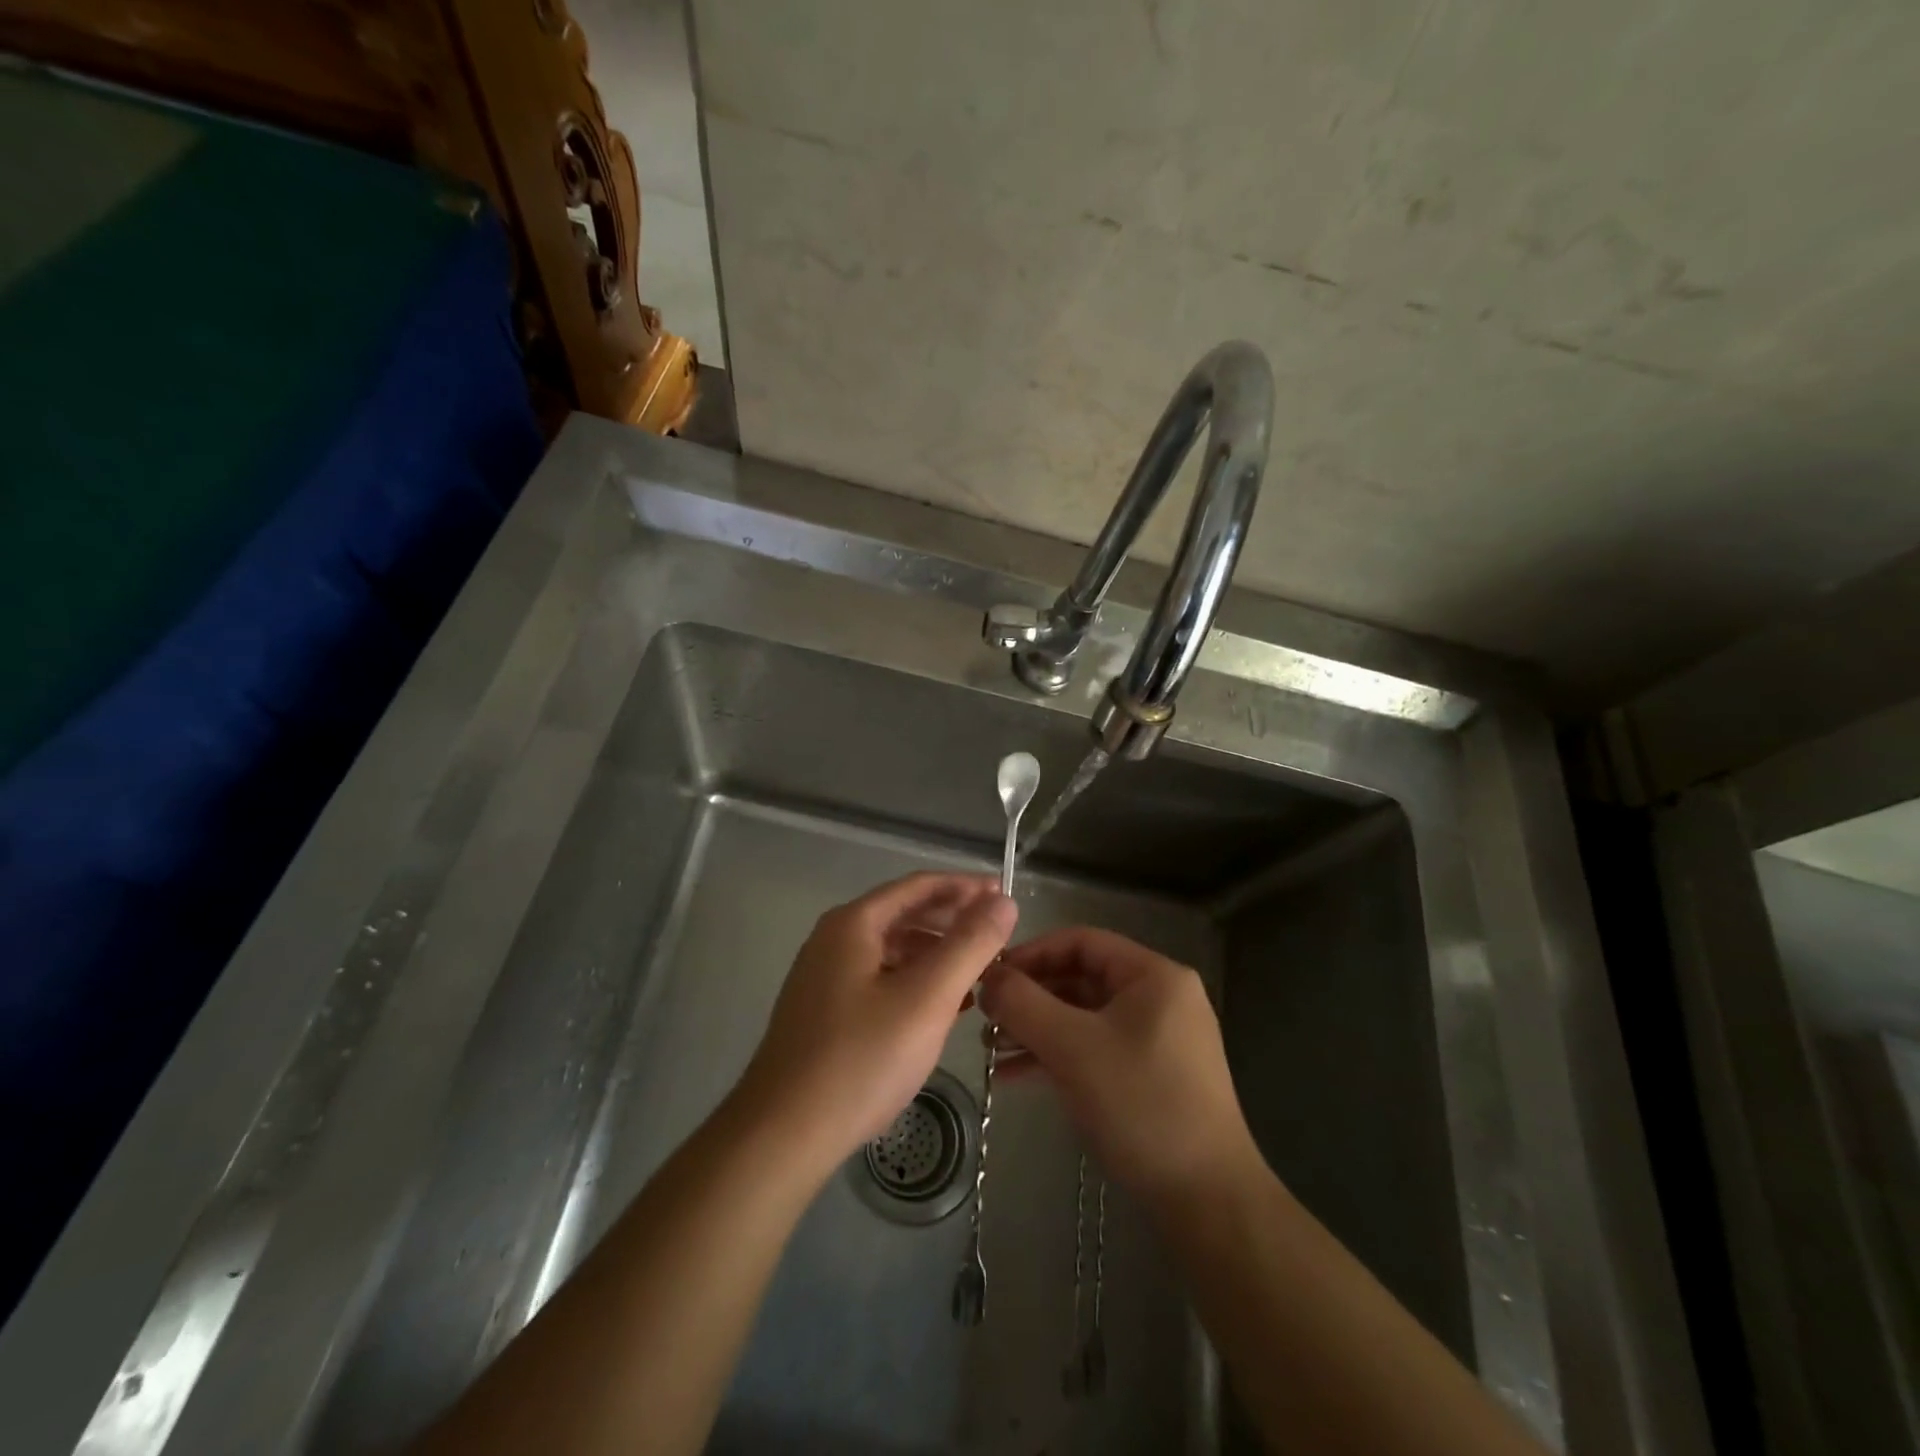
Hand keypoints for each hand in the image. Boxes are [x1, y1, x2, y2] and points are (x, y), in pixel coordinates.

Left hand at [736, 873, 1016, 1178]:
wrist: (781, 1135)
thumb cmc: (860, 1059)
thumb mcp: (927, 998)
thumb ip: (969, 944)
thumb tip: (1003, 900)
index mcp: (853, 924)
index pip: (918, 886)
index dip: (965, 887)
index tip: (1003, 894)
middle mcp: (834, 940)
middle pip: (903, 914)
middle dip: (952, 921)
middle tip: (997, 934)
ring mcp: (824, 977)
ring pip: (892, 950)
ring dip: (936, 954)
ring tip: (977, 972)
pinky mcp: (824, 1012)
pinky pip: (879, 979)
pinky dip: (914, 982)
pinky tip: (941, 1008)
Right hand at [981, 927, 1258, 1207]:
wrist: (1207, 1201)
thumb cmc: (1140, 1105)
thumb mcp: (1072, 1047)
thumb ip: (1023, 1004)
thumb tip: (987, 978)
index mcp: (1153, 975)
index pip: (1081, 941)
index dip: (1031, 954)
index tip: (991, 977)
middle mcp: (1159, 997)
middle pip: (1081, 978)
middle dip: (1030, 998)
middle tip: (985, 1018)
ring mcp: (1158, 1038)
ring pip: (1084, 1017)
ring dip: (1037, 1030)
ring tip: (991, 1052)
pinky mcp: (1152, 1074)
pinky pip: (1095, 1048)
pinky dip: (1058, 1056)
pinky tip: (1016, 1076)